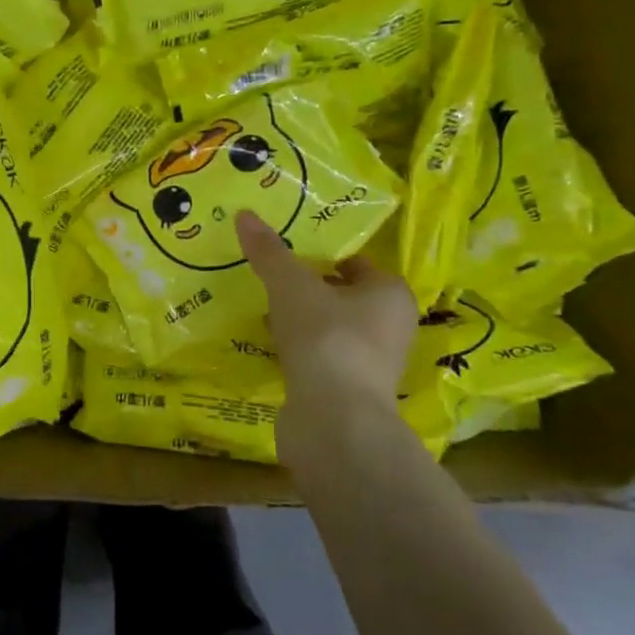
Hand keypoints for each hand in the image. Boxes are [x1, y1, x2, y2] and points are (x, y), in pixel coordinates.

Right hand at [236, 211, 418, 458]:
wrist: (334, 419)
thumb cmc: (326, 338)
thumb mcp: (291, 286)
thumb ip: (270, 253)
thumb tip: (244, 214)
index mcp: (390, 293)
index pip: (355, 263)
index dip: (321, 255)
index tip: (284, 254)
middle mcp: (390, 326)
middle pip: (343, 296)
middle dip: (308, 289)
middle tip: (269, 280)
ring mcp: (372, 363)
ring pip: (331, 329)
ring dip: (301, 321)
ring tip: (263, 312)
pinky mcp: (350, 391)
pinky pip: (321, 357)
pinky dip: (299, 350)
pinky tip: (271, 346)